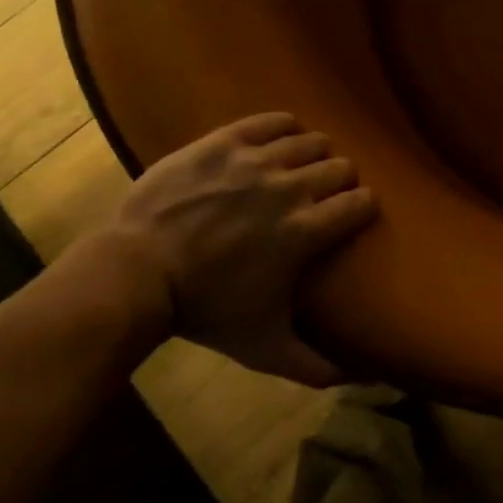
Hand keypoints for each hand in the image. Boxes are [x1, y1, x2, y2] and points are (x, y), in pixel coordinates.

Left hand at [106, 112, 376, 386]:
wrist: (136, 274)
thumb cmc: (206, 310)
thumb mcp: (263, 346)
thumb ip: (315, 365)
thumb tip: (367, 380)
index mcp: (305, 231)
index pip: (361, 203)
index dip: (363, 207)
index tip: (354, 214)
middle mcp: (290, 188)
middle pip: (341, 167)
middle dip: (341, 180)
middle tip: (324, 195)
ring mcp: (256, 161)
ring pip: (311, 141)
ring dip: (315, 154)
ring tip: (301, 168)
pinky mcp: (225, 142)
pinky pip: (272, 121)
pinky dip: (283, 127)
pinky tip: (281, 139)